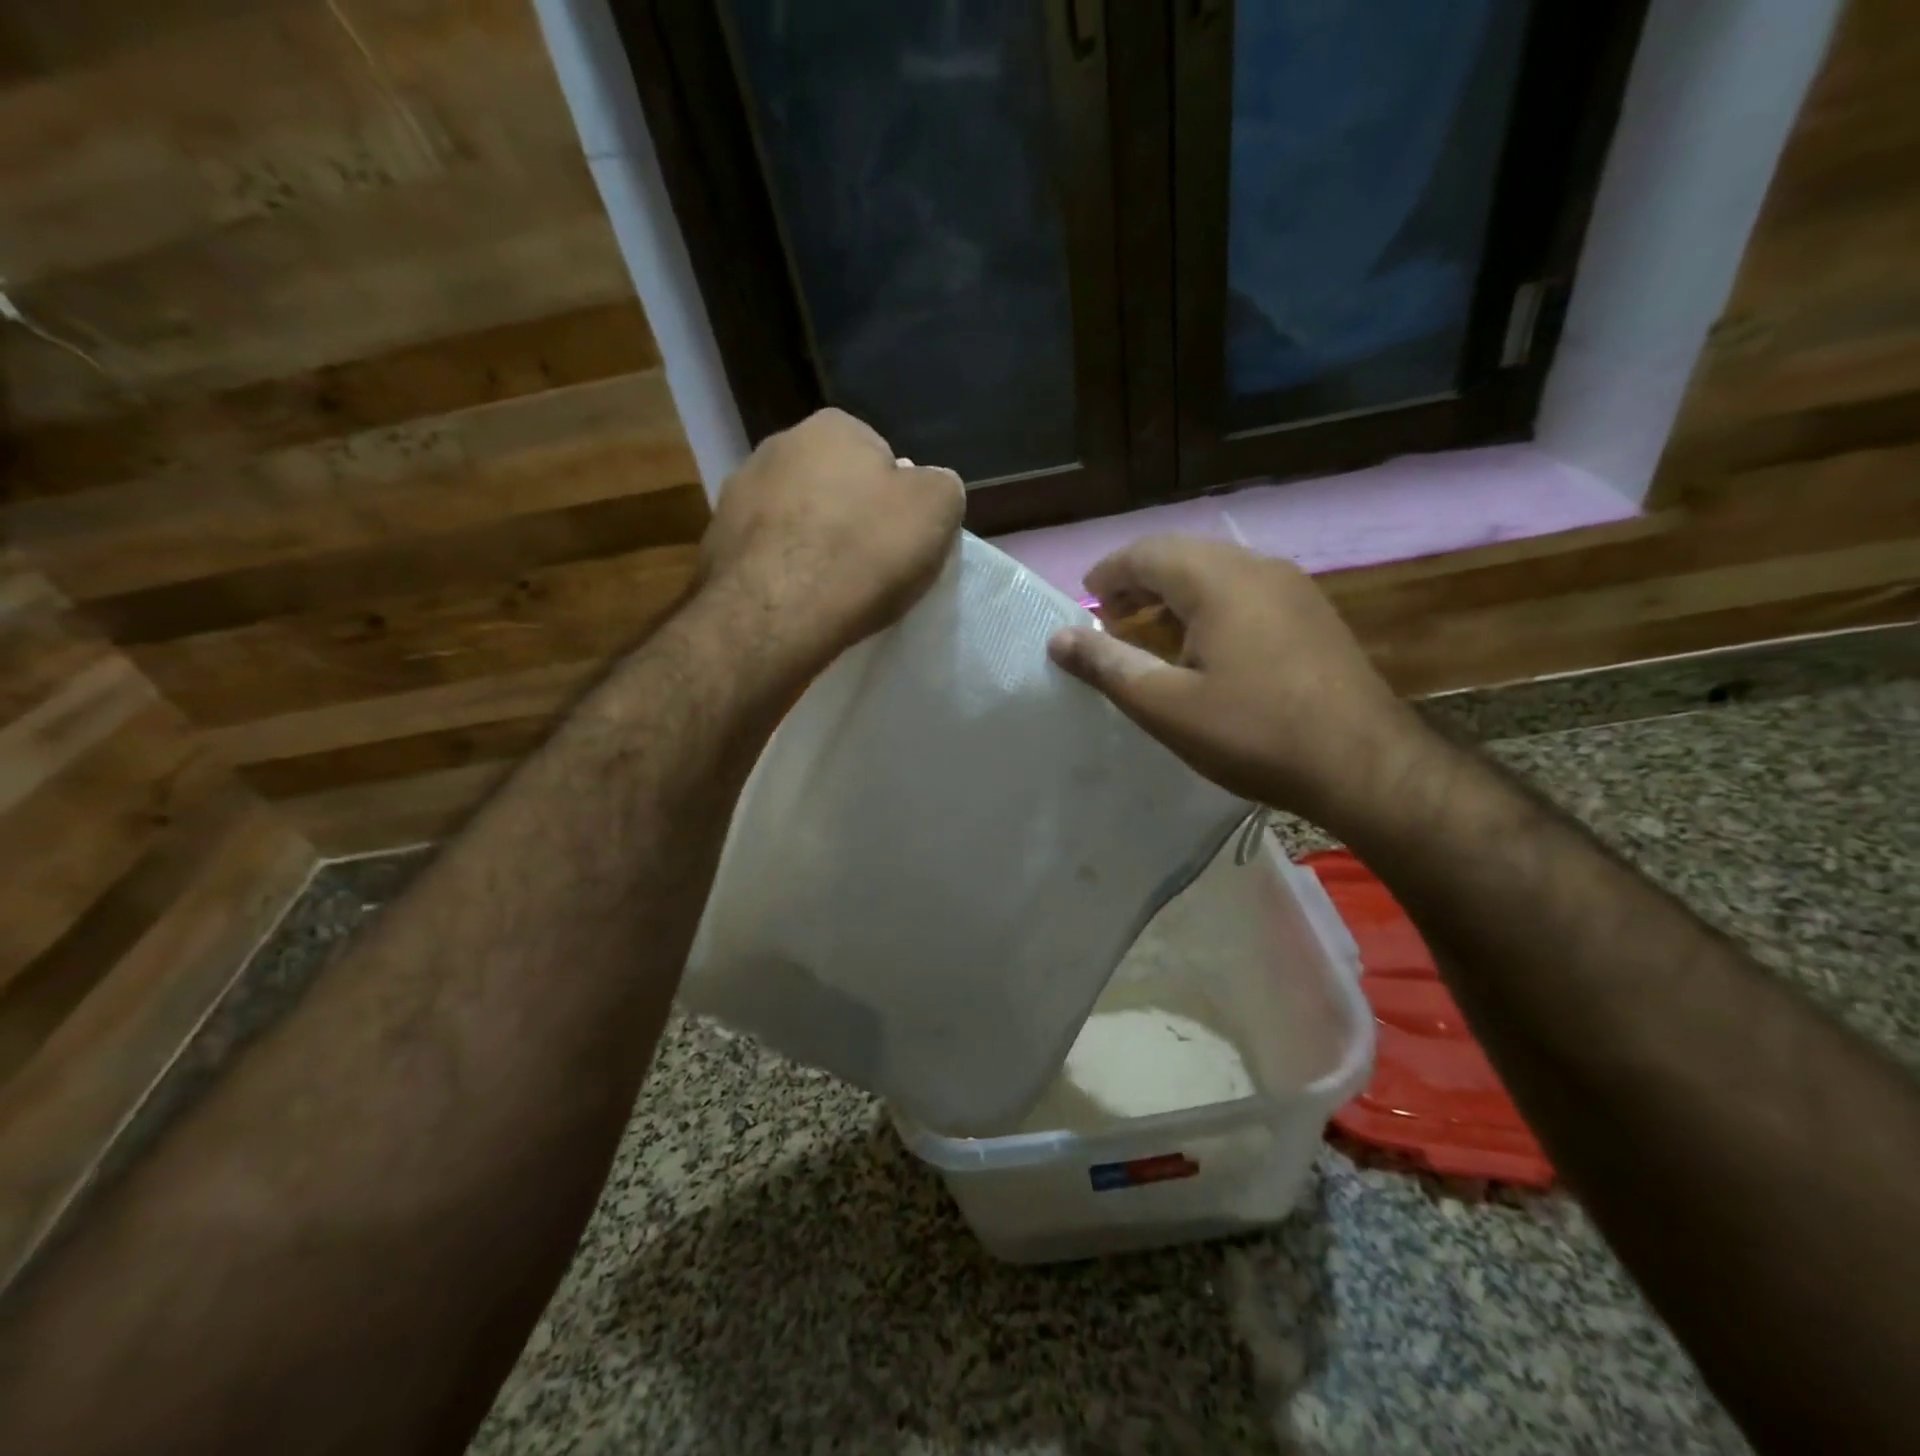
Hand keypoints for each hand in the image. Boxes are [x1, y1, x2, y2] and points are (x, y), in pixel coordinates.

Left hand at [702, 408, 964, 665]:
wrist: (776, 614)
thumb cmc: (863, 552)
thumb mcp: (937, 509)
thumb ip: (940, 486)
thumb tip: (927, 487)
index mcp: (833, 427)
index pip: (880, 456)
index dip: (896, 500)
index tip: (900, 539)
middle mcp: (777, 446)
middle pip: (832, 484)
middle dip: (849, 515)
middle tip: (870, 563)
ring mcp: (737, 493)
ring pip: (794, 517)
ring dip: (811, 542)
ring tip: (831, 588)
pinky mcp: (714, 542)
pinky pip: (766, 553)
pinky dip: (782, 571)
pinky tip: (797, 601)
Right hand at [1047, 536, 1433, 833]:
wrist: (1364, 765)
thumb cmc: (1253, 733)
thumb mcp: (1166, 706)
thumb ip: (1107, 666)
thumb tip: (1058, 638)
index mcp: (1218, 580)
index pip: (1147, 553)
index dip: (1109, 572)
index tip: (1085, 599)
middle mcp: (1258, 568)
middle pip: (1183, 555)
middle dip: (1139, 581)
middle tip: (1109, 617)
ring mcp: (1293, 589)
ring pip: (1217, 573)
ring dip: (1174, 594)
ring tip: (1147, 632)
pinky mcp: (1313, 615)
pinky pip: (1246, 592)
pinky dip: (1209, 606)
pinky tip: (1202, 647)